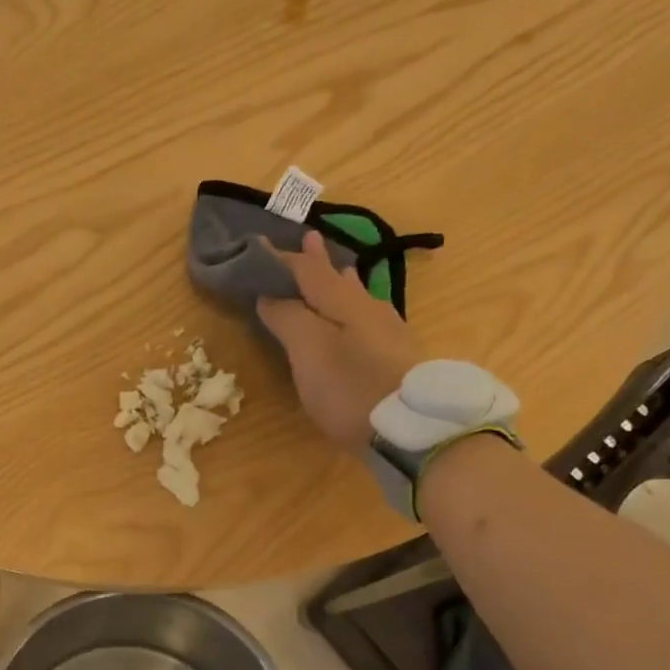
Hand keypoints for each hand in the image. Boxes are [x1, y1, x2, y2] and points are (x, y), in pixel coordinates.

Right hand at [256, 230, 422, 449]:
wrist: (411, 430)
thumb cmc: (351, 387)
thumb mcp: (309, 351)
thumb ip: (288, 318)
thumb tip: (269, 294)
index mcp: (343, 302)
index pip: (307, 270)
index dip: (280, 259)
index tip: (257, 246)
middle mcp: (369, 309)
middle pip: (337, 279)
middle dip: (319, 262)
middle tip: (308, 239)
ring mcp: (388, 334)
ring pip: (358, 297)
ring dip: (342, 283)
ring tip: (338, 270)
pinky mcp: (398, 359)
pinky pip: (369, 320)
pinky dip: (356, 309)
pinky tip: (362, 317)